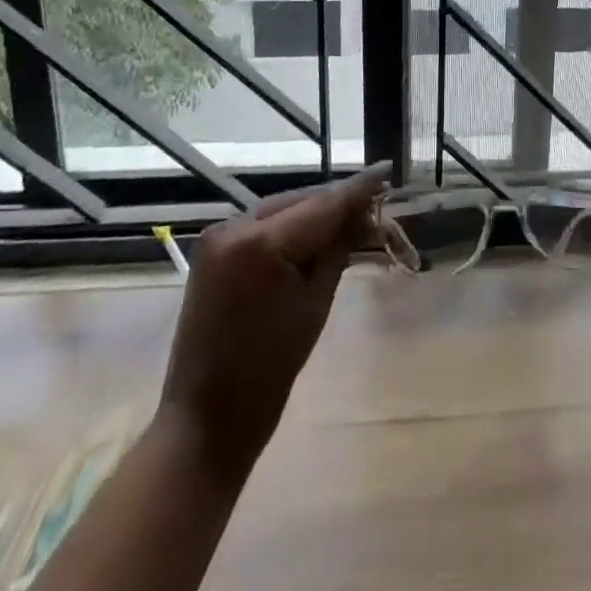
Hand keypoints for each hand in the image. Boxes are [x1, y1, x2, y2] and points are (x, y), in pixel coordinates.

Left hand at [159, 165, 387, 474]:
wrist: (205, 420)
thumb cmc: (269, 372)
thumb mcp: (315, 304)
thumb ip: (338, 248)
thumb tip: (363, 212)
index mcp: (259, 243)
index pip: (322, 205)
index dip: (357, 189)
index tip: (386, 169)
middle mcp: (233, 226)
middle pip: (300, 202)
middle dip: (336, 203)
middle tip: (375, 205)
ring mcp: (218, 236)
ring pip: (282, 209)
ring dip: (314, 213)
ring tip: (351, 218)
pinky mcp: (212, 249)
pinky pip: (261, 225)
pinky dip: (289, 227)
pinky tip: (314, 233)